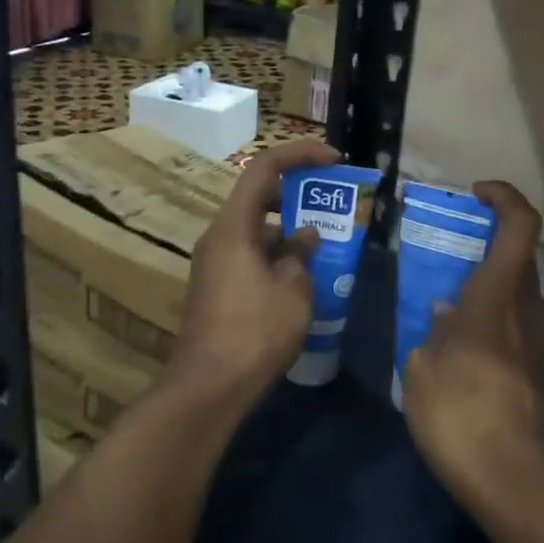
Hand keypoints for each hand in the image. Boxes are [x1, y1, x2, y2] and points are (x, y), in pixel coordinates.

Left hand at [172, 139, 339, 403]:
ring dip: (291, 230)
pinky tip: (306, 276)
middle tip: (335, 200)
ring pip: (258, 230)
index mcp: (234, 226)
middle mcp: (219, 237)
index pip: (264, 168)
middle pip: (259, 196)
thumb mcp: (293, 290)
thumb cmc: (254, 331)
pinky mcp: (219, 287)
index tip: (334, 160)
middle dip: (299, 193)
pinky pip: (252, 255)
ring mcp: (216, 263)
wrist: (209, 386)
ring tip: (329, 242)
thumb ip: (301, 255)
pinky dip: (279, 255)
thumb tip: (304, 238)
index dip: (300, 155)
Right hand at [401, 181, 543, 518]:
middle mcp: (524, 312)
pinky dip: (490, 322)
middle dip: (488, 243)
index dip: (503, 197)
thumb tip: (444, 319)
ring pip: (517, 294)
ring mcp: (538, 343)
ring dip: (487, 287)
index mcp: (494, 300)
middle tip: (450, 253)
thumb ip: (431, 337)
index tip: (476, 193)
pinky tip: (460, 353)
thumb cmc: (460, 419)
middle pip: (518, 257)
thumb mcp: (422, 373)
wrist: (515, 484)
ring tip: (445, 310)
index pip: (519, 227)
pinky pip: (516, 327)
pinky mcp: (540, 373)